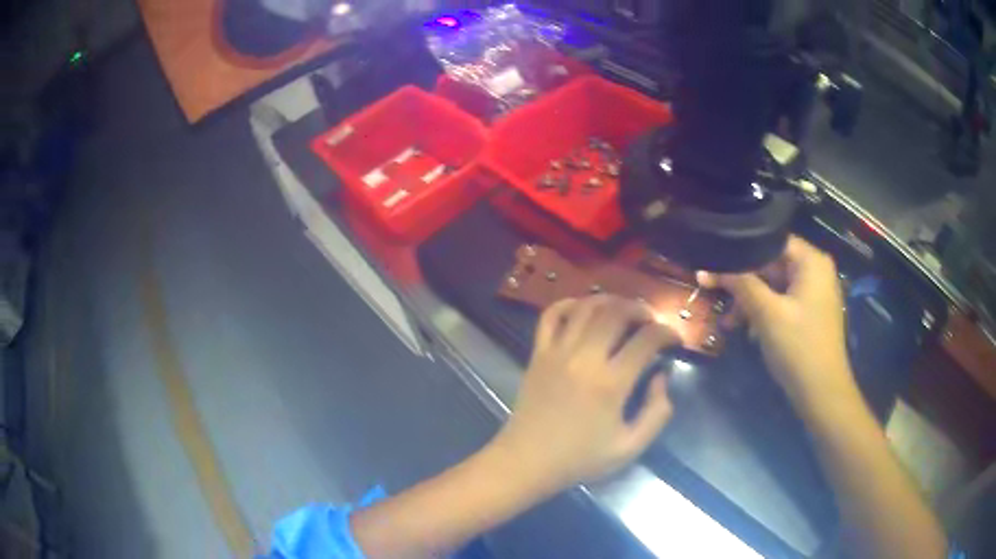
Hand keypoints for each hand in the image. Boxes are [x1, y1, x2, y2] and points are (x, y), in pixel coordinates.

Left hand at [492, 295, 677, 488]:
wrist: (527, 462)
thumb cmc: (579, 459)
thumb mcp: (629, 447)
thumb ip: (656, 413)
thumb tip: (661, 376)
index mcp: (610, 383)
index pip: (647, 340)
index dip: (668, 333)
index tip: (675, 340)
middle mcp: (584, 358)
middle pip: (617, 312)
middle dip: (641, 310)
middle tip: (652, 322)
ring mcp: (557, 352)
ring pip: (586, 307)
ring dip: (611, 301)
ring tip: (625, 311)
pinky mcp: (538, 353)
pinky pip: (550, 315)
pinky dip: (568, 304)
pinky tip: (583, 309)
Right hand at [697, 236, 855, 404]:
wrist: (821, 392)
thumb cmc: (798, 347)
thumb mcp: (767, 313)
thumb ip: (740, 284)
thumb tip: (708, 267)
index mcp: (811, 261)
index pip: (770, 241)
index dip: (741, 252)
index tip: (714, 264)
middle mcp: (815, 270)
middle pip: (771, 263)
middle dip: (743, 281)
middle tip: (714, 293)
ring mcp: (813, 292)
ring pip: (774, 285)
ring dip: (750, 301)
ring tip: (729, 322)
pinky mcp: (809, 312)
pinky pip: (781, 301)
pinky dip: (764, 312)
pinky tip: (747, 330)